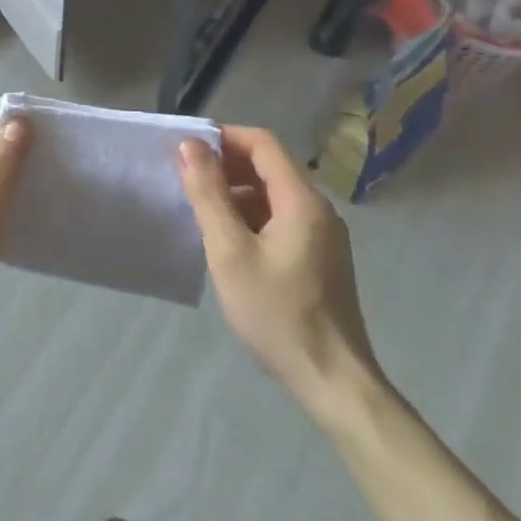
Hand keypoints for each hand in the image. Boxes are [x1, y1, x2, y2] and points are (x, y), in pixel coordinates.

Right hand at [177, 126, 382, 416]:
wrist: (334, 384)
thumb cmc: (277, 314)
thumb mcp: (230, 251)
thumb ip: (208, 194)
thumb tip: (191, 146)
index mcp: (302, 201)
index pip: (262, 143)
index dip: (223, 137)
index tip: (186, 148)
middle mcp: (319, 210)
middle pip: (269, 166)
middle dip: (225, 165)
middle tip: (185, 178)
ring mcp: (323, 237)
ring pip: (274, 194)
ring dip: (236, 192)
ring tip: (200, 210)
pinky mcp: (320, 259)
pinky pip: (281, 219)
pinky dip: (251, 216)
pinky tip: (227, 240)